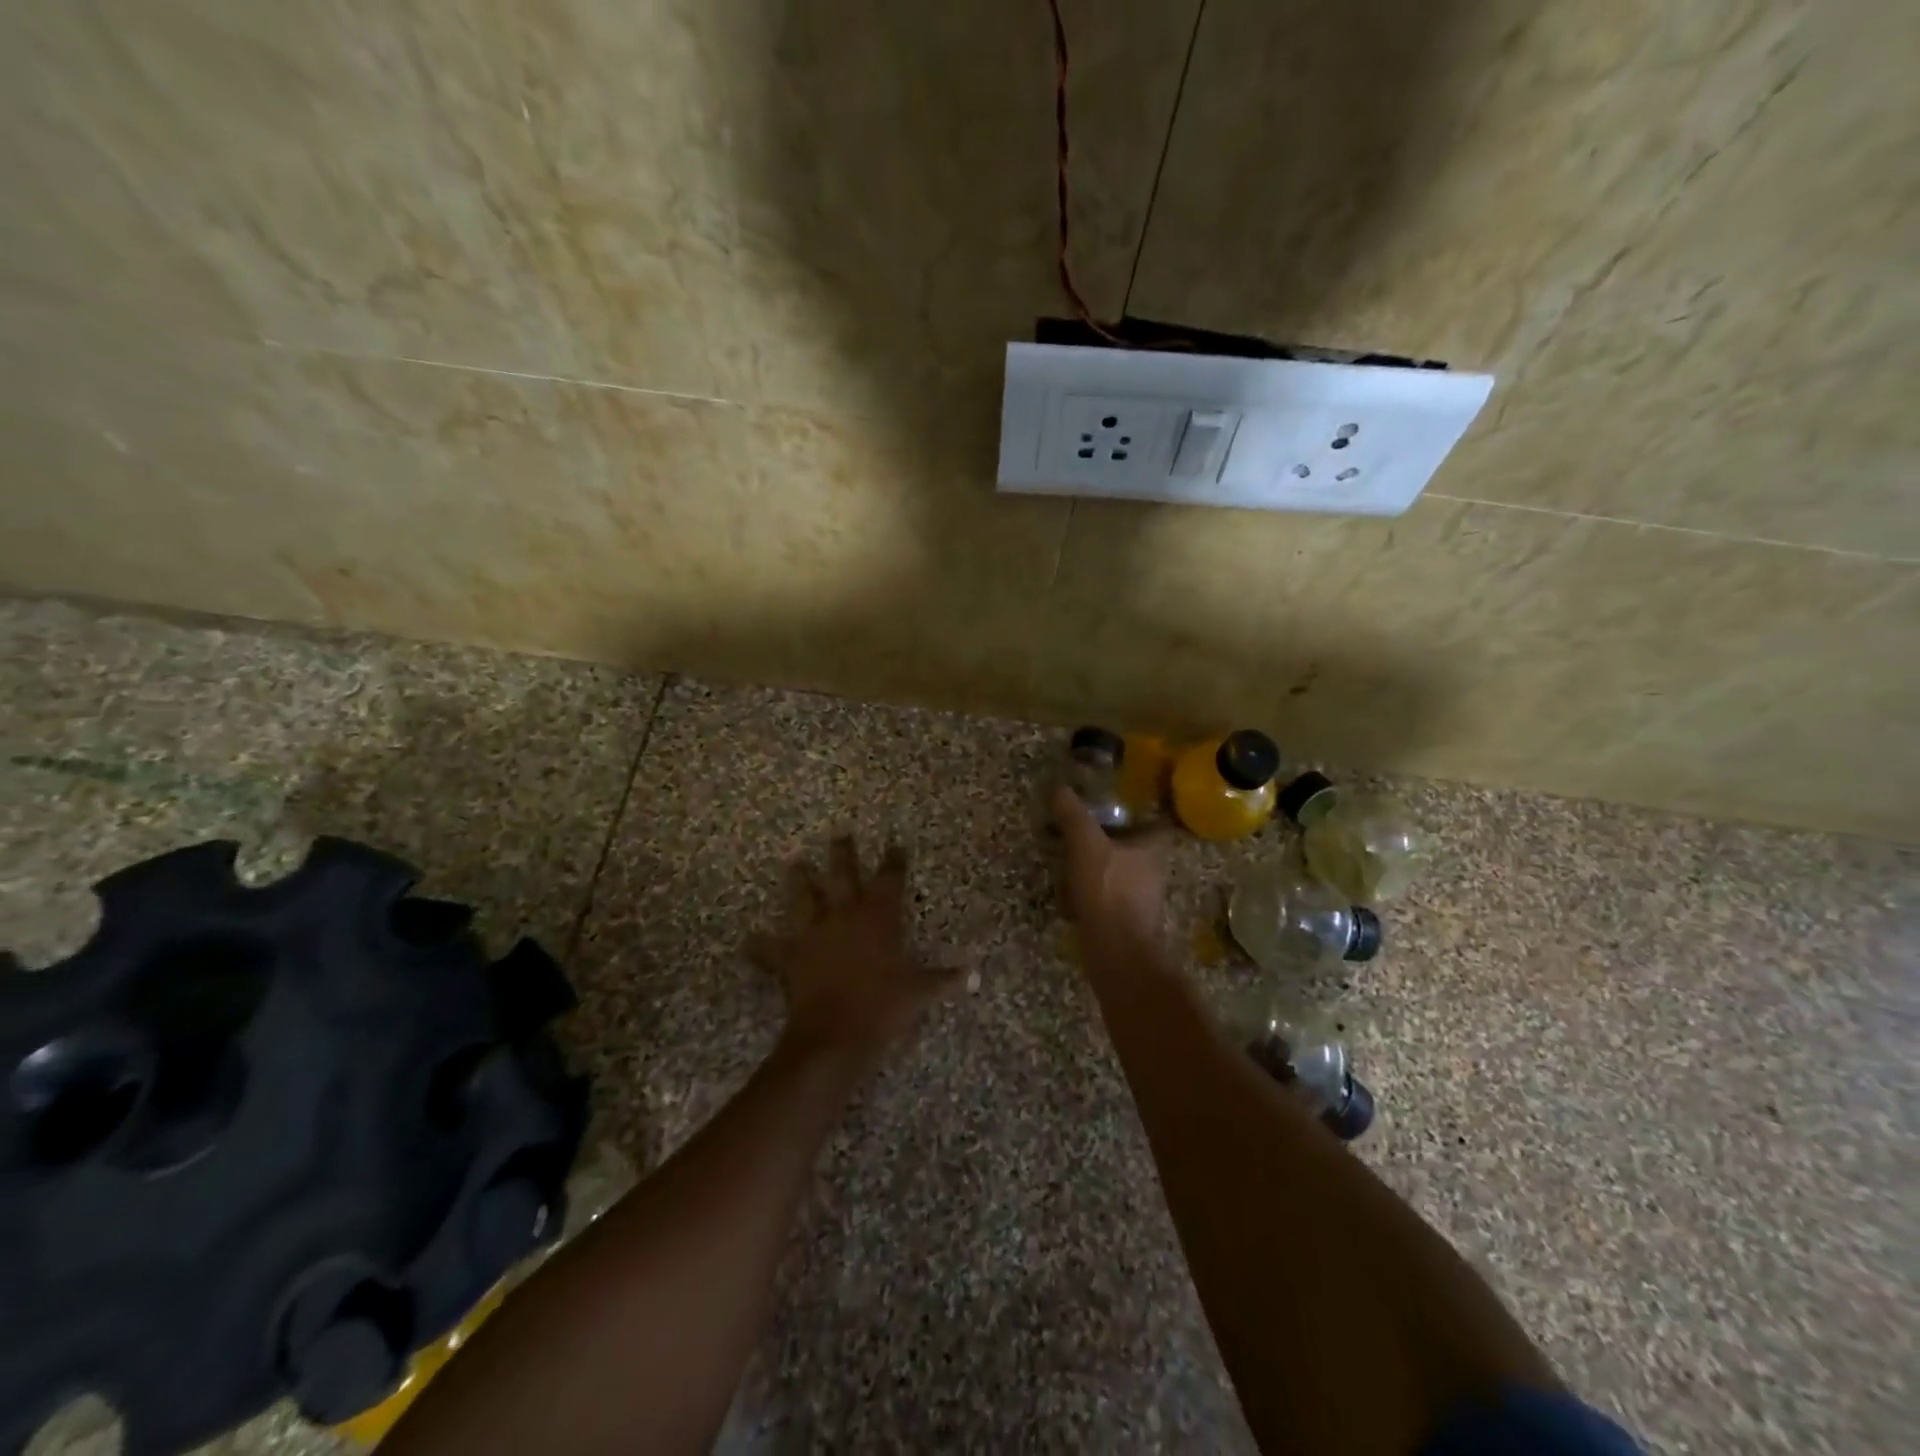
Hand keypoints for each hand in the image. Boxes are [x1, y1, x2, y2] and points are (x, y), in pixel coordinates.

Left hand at [748, 835, 954, 1070]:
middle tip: (839, 835)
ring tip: (793, 863)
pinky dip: (759, 946)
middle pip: (843, 876)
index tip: (895, 845)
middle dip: (842, 854)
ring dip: (799, 881)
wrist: (835, 1034)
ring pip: (804, 899)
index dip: (893, 861)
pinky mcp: (790, 957)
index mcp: (878, 918)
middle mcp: (844, 916)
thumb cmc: (883, 1007)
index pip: (889, 880)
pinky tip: (748, 940)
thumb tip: (973, 973)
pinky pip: (770, 950)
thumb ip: (944, 979)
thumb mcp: (919, 993)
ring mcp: (814, 934)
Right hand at [1051, 786, 1172, 951]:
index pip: (1157, 823)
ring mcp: (1141, 899)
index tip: (1117, 806)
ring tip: (1069, 860)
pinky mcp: (1125, 920)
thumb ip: (1074, 815)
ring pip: (1120, 873)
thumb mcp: (1085, 844)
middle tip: (1083, 831)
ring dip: (1099, 867)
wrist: (1116, 951)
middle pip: (1136, 848)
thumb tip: (1060, 788)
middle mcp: (1153, 871)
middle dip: (1112, 840)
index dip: (1141, 812)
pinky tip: (1069, 893)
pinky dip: (1092, 892)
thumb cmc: (1108, 890)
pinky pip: (1108, 897)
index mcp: (1153, 848)